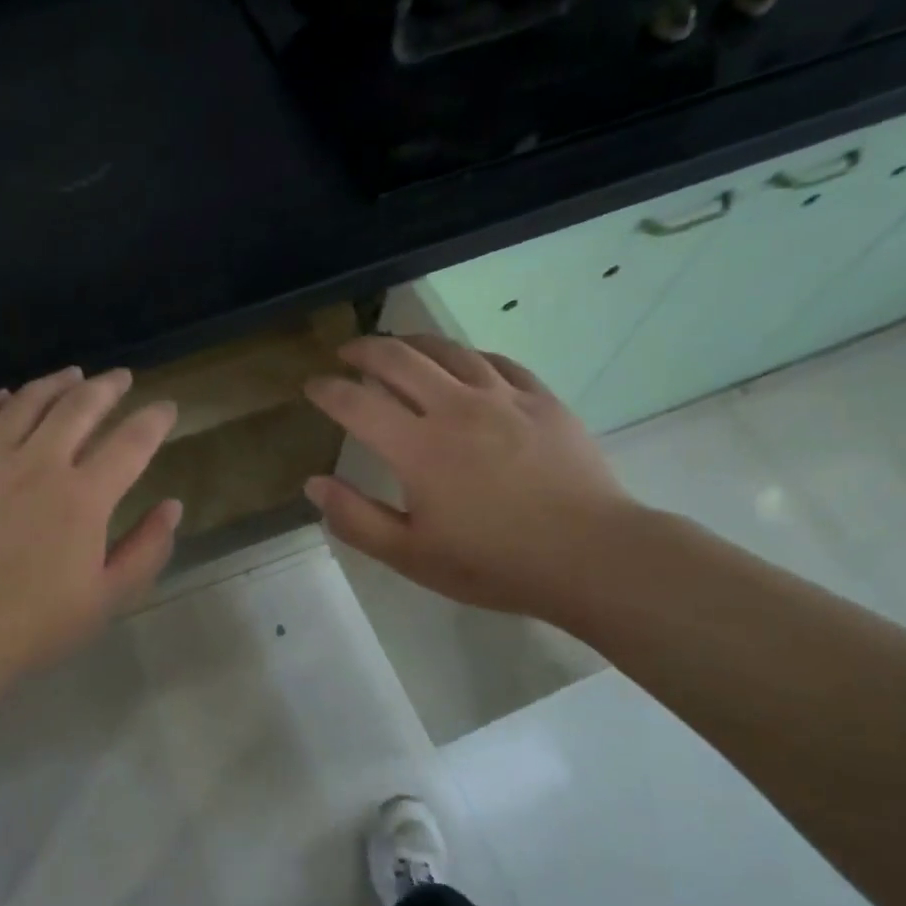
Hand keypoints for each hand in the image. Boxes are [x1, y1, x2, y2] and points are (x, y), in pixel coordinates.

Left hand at [0, 367, 181, 723]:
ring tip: (72, 375)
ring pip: (26, 404)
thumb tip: (172, 506)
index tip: (167, 408)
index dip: (154, 420)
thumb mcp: (107, 597)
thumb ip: (146, 548)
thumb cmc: (36, 624)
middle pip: (78, 407)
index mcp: (84, 496)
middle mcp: (39, 465)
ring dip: (54, 384)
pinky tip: (6, 396)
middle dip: (106, 387)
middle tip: (121, 377)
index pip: (131, 442)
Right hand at [303, 334, 637, 624]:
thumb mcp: (412, 556)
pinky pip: (496, 362)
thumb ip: (356, 519)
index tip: (313, 386)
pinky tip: (463, 362)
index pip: (356, 403)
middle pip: (398, 358)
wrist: (592, 556)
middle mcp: (454, 408)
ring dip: (412, 342)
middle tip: (347, 353)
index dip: (327, 390)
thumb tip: (314, 483)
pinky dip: (467, 356)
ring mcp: (502, 398)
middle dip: (364, 350)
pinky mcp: (540, 399)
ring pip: (448, 350)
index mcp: (418, 448)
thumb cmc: (495, 563)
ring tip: (397, 345)